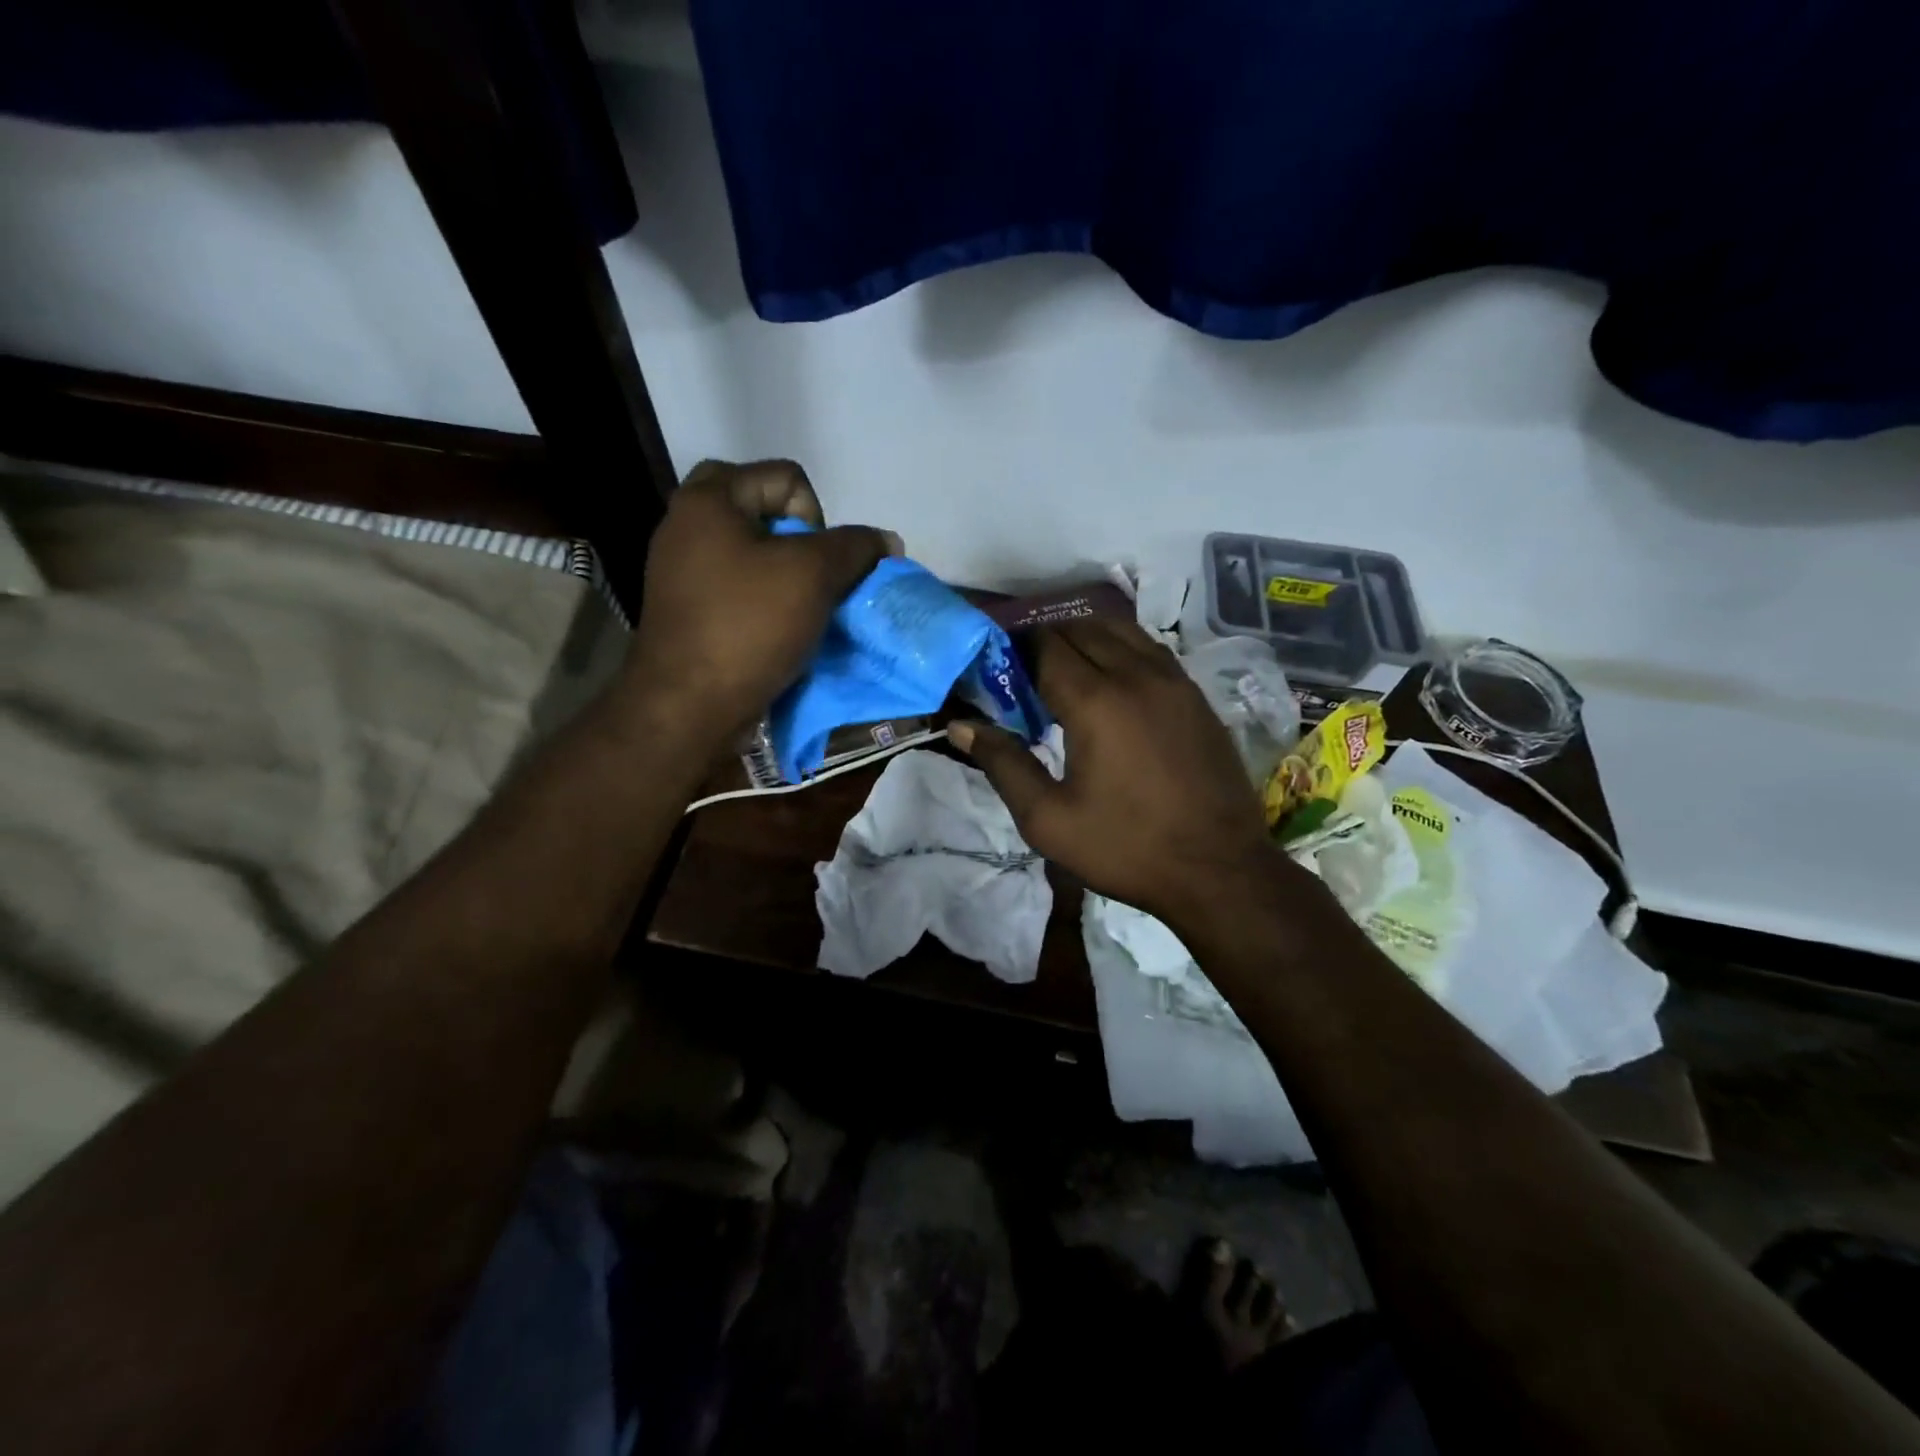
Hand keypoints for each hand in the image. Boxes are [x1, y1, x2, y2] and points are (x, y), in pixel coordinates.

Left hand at [624, 460, 899, 737]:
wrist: (688, 706)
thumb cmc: (748, 626)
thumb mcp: (813, 575)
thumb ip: (855, 548)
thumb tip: (886, 541)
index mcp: (708, 500)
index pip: (787, 476)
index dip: (819, 515)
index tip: (819, 563)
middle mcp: (687, 526)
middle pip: (765, 512)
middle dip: (801, 543)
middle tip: (812, 579)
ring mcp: (682, 571)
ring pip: (754, 555)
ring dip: (788, 578)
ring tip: (804, 612)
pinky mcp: (688, 611)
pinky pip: (739, 589)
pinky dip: (766, 603)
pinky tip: (782, 632)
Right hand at [949, 619, 1288, 928]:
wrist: (1219, 870)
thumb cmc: (1126, 848)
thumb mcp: (1048, 819)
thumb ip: (1002, 764)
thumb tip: (960, 725)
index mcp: (1095, 701)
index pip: (1044, 647)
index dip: (1014, 650)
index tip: (996, 669)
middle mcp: (1136, 674)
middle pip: (1080, 628)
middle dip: (1045, 640)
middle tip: (1023, 673)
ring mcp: (1173, 680)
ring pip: (1119, 630)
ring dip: (1084, 638)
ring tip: (1062, 670)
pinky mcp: (1195, 694)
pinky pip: (1149, 648)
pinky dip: (1120, 648)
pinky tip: (1110, 681)